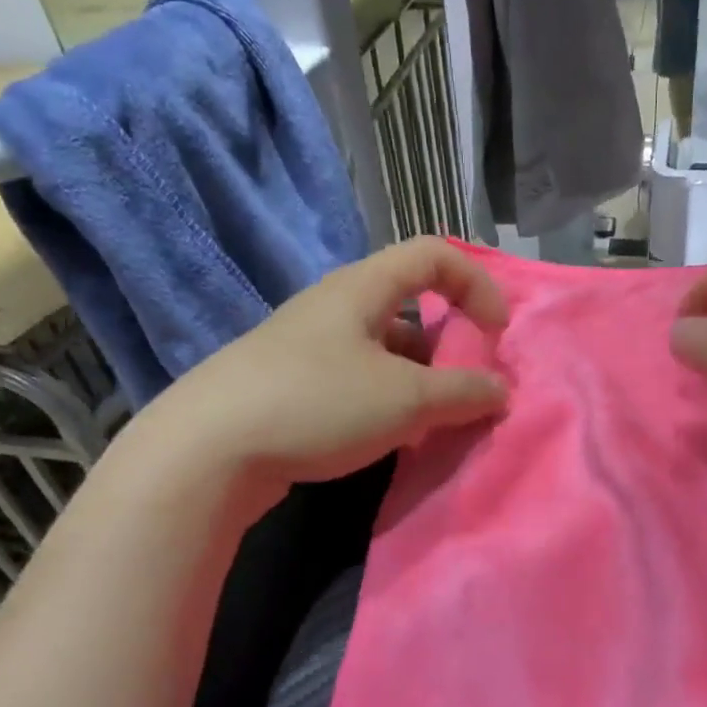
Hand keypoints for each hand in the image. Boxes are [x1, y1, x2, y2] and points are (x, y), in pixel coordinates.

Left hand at [130, 237, 508, 487]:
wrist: (207, 451)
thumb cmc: (318, 404)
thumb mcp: (405, 400)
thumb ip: (462, 392)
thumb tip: (500, 390)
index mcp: (361, 289)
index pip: (433, 254)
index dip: (476, 283)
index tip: (496, 333)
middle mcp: (332, 307)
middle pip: (408, 306)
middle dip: (448, 344)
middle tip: (464, 389)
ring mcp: (306, 347)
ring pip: (382, 349)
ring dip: (418, 379)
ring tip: (431, 423)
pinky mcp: (290, 385)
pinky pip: (356, 379)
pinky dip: (386, 400)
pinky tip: (388, 438)